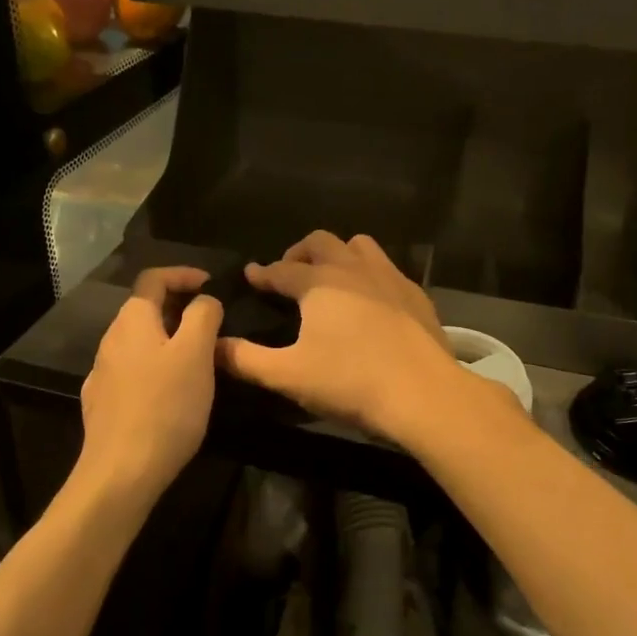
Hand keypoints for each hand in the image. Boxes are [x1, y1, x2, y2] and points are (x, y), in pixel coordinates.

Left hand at [78, 267, 222, 501]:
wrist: (122, 472)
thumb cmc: (165, 405)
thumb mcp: (196, 353)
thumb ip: (203, 316)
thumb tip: (204, 300)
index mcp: (132, 320)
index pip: (153, 278)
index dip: (182, 274)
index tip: (210, 284)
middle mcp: (111, 339)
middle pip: (145, 309)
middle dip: (178, 308)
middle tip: (211, 323)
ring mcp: (102, 373)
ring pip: (139, 342)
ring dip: (168, 339)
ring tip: (197, 358)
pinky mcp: (102, 403)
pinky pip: (132, 371)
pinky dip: (155, 367)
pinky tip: (170, 390)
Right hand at [216, 232, 469, 443]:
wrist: (424, 393)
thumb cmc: (351, 382)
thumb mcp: (289, 376)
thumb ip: (246, 360)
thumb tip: (213, 346)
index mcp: (318, 283)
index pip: (281, 270)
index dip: (262, 273)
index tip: (250, 275)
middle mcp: (352, 268)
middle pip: (320, 242)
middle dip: (298, 252)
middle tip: (288, 273)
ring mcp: (389, 277)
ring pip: (358, 245)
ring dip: (338, 253)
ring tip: (330, 276)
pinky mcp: (415, 293)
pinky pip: (387, 268)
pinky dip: (369, 273)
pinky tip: (370, 299)